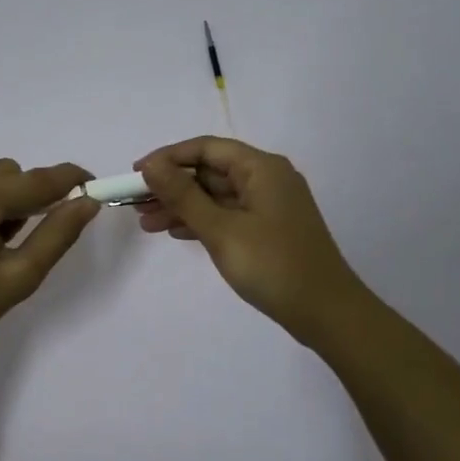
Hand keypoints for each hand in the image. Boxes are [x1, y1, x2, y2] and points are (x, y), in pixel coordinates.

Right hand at [135, 137, 369, 341]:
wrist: (325, 312)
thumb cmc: (272, 265)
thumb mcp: (221, 229)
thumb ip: (183, 196)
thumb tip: (150, 165)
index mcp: (261, 168)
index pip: (206, 148)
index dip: (168, 158)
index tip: (135, 175)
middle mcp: (267, 178)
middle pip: (210, 171)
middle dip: (171, 186)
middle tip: (134, 205)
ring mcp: (269, 205)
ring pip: (216, 195)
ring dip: (182, 206)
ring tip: (146, 224)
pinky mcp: (269, 229)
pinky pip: (228, 214)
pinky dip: (202, 221)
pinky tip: (176, 233)